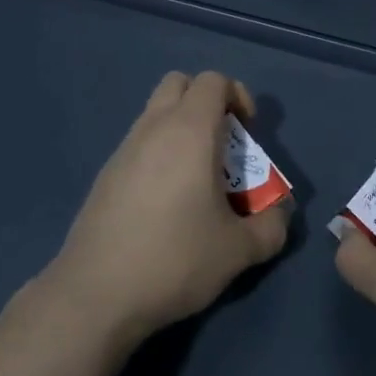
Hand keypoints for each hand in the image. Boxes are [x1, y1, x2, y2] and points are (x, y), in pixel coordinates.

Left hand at [46, 71, 289, 343]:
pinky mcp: (105, 175)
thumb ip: (271, 228)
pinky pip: (138, 144)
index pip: (213, 80)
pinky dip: (158, 154)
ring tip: (196, 177)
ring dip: (180, 128)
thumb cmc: (174, 258)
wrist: (95, 294)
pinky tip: (165, 202)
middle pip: (179, 83)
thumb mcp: (237, 251)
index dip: (237, 95)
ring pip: (155, 113)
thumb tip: (280, 215)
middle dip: (205, 101)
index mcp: (189, 130)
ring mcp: (124, 149)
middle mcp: (153, 127)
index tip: (248, 131)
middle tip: (222, 143)